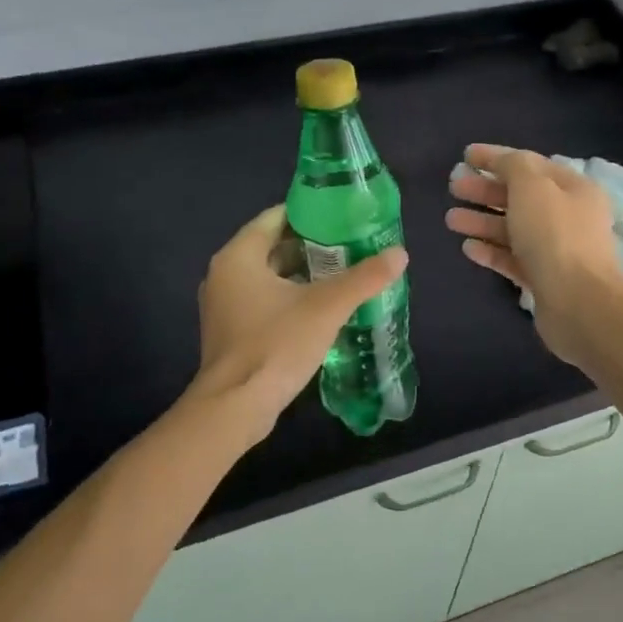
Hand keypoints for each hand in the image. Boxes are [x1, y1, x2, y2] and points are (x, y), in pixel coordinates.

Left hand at [190, 205, 407, 442]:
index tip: (342, 217)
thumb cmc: (276, 345)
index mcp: (238, 257)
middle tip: (349, 246)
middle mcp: (224, 274)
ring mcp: (223, 305)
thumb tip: (400, 254)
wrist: (235, 407)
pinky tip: (319, 308)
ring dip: (301, 274)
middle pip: (271, 247)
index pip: (275, 218)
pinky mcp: (230, 332)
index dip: (310, 214)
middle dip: (310, 246)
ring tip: (341, 274)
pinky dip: (288, 297)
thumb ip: (364, 278)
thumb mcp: (326, 307)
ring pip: (267, 276)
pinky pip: (262, 301)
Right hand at [445, 143, 622, 367]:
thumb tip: (503, 162)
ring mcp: (557, 250)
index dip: (497, 157)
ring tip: (450, 219)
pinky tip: (468, 248)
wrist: (579, 303)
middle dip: (485, 191)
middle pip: (521, 197)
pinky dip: (491, 251)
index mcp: (574, 188)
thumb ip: (514, 166)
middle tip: (454, 187)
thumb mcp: (533, 187)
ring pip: (514, 229)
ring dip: (482, 221)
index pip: (530, 164)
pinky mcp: (544, 279)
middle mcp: (568, 216)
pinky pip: (513, 259)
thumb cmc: (555, 236)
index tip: (465, 155)